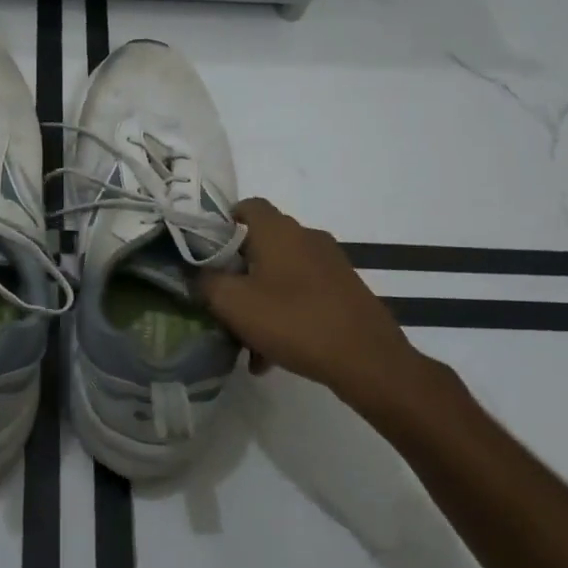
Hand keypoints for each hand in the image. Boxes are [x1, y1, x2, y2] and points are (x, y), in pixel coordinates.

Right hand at [197, 199, 457, 425]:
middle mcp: (306, 237)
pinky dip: (285, 314)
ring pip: (281, 274)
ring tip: (247, 343)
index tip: (207, 254)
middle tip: (222, 303)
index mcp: (278, 230)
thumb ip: (206, 282)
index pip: (246, 206)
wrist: (368, 360)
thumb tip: (199, 273)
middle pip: (261, 244)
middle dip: (238, 273)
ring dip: (260, 300)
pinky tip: (274, 354)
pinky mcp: (345, 289)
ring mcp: (330, 263)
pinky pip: (303, 294)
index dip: (222, 225)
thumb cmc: (293, 321)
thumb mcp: (233, 304)